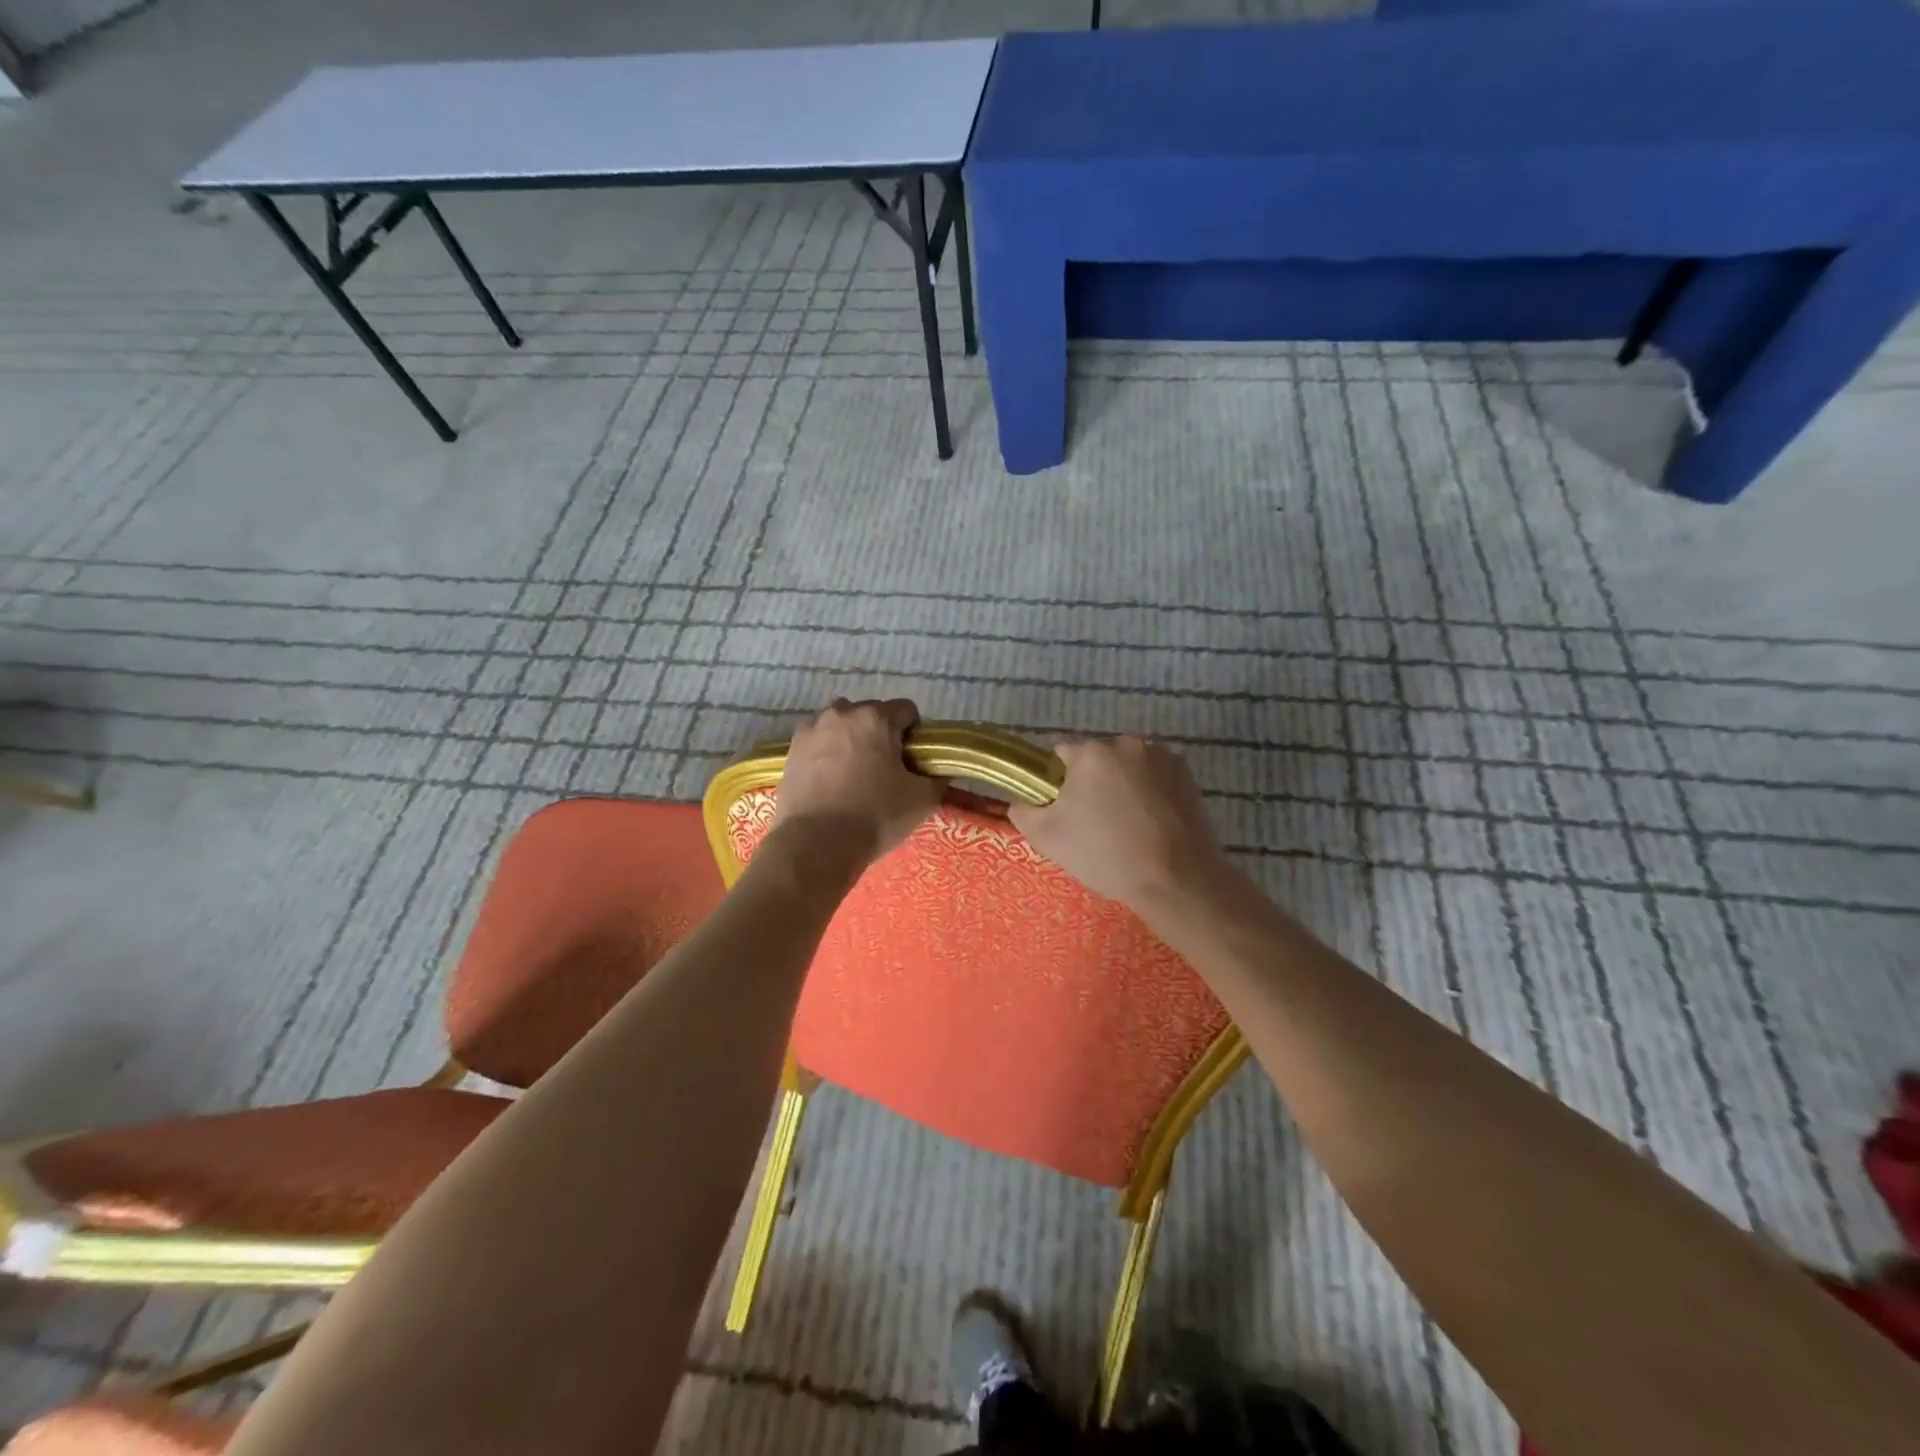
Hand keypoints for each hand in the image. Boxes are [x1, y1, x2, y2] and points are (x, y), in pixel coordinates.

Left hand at [773, 698, 943, 866]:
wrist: (815, 843)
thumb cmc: (875, 815)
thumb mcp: (922, 799)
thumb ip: (937, 777)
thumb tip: (939, 769)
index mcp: (876, 718)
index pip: (907, 711)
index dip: (915, 734)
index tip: (913, 761)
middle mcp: (842, 713)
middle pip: (871, 714)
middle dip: (881, 734)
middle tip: (886, 769)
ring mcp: (812, 729)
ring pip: (841, 725)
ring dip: (851, 739)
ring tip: (855, 773)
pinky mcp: (791, 750)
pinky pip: (818, 741)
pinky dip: (827, 752)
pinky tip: (830, 780)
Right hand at [1008, 737, 1232, 913]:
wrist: (1175, 879)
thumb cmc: (1106, 855)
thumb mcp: (1047, 838)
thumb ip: (1023, 810)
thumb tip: (1020, 799)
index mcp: (1091, 753)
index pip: (1060, 757)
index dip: (1058, 784)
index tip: (1066, 812)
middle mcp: (1127, 743)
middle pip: (1097, 759)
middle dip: (1092, 783)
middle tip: (1096, 823)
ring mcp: (1162, 756)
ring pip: (1127, 767)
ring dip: (1123, 785)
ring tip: (1128, 826)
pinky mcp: (1187, 774)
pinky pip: (1155, 776)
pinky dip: (1149, 792)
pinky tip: (1151, 824)